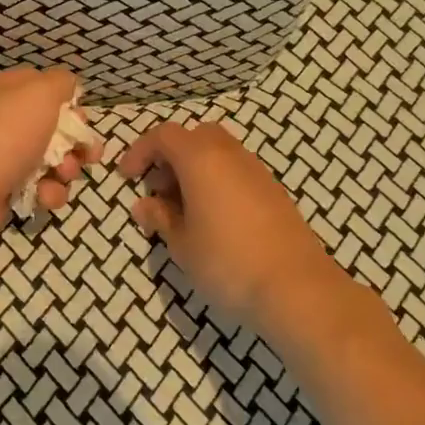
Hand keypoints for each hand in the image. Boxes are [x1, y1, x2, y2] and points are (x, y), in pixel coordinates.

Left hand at [0, 68, 99, 249]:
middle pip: (51, 130)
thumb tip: (70, 88)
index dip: (69, 107)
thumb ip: (61, 83)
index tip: (82, 122)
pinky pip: (38, 190)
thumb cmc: (1, 134)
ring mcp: (0, 160)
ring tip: (63, 175)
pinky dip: (48, 194)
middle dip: (74, 144)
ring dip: (65, 171)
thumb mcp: (38, 92)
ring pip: (50, 163)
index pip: (43, 92)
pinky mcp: (3, 193)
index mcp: (0, 92)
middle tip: (87, 155)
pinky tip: (44, 196)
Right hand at [119, 121, 355, 332]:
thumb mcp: (182, 244)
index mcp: (201, 159)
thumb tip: (145, 205)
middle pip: (195, 136)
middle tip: (158, 190)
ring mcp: (257, 172)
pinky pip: (237, 172)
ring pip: (219, 152)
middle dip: (170, 156)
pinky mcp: (274, 192)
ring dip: (195, 170)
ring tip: (183, 209)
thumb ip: (160, 218)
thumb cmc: (227, 263)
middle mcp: (231, 155)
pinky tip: (213, 219)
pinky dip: (217, 182)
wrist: (297, 288)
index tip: (128, 178)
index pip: (163, 135)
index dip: (140, 151)